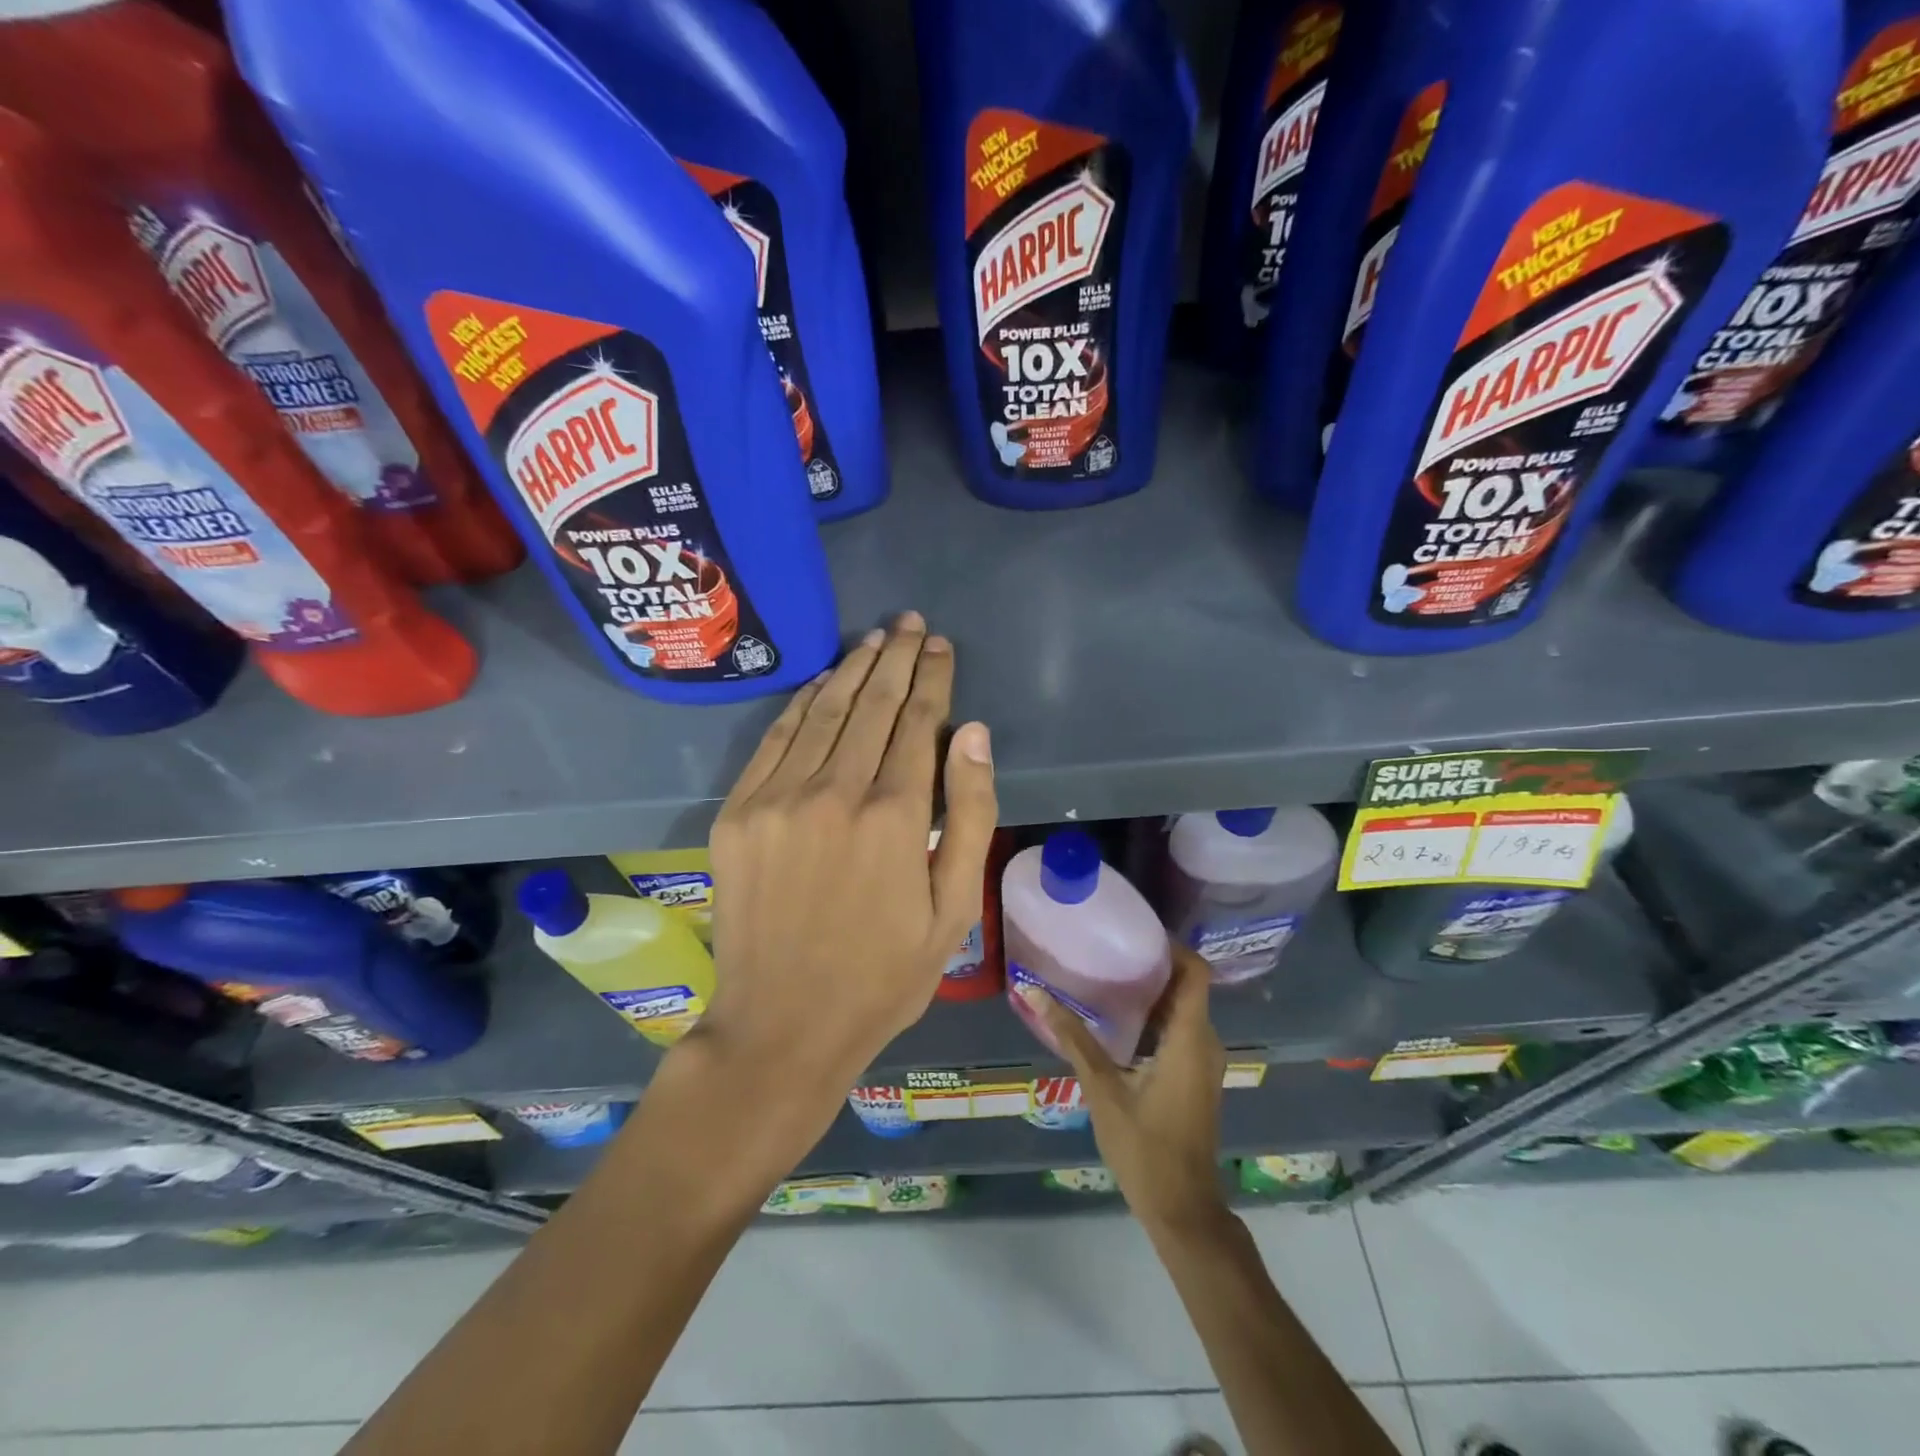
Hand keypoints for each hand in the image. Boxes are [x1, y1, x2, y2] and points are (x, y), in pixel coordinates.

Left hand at [699, 612, 997, 1107]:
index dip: (933, 677)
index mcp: (894, 816)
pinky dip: (803, 704)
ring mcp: (777, 798)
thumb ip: (970, 815)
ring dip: (852, 670)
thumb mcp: (953, 909)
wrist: (782, 1025)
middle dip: (897, 657)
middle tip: (911, 623)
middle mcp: (833, 791)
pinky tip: (823, 684)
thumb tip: (974, 734)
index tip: (941, 645)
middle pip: (871, 704)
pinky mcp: (738, 812)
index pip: (919, 721)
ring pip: (823, 711)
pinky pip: (776, 739)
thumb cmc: (884, 975)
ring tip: (876, 640)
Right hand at [1019, 948, 1227, 1234]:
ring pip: (1182, 1008)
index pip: (1195, 971)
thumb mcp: (1103, 1088)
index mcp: (1189, 1037)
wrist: (1182, 1209)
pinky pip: (1179, 1030)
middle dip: (1152, 963)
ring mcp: (1203, 1061)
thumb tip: (1032, 993)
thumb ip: (1072, 1038)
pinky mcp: (1194, 1076)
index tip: (1134, 931)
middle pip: (1187, 985)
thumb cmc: (1144, 1147)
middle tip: (1109, 948)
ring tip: (1107, 974)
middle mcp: (1204, 1042)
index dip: (1172, 945)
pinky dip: (1154, 1016)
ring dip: (1151, 990)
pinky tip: (1117, 1019)